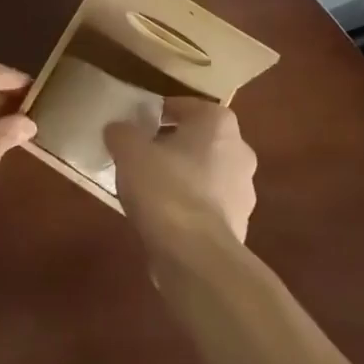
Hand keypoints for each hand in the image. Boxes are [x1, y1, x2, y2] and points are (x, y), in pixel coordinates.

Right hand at [105, 97, 256, 246]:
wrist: (196, 257)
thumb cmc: (165, 188)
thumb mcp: (129, 151)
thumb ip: (122, 133)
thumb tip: (118, 130)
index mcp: (218, 122)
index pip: (185, 106)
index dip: (158, 113)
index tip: (137, 126)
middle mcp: (239, 150)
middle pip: (199, 140)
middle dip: (173, 146)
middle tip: (142, 156)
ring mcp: (244, 191)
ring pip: (206, 174)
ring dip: (183, 178)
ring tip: (149, 190)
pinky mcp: (239, 226)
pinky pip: (208, 207)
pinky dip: (189, 208)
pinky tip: (164, 218)